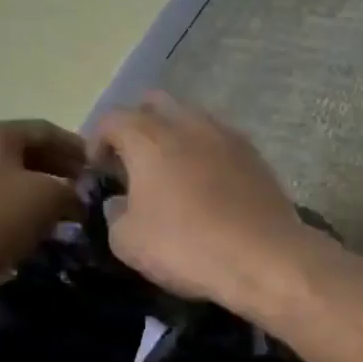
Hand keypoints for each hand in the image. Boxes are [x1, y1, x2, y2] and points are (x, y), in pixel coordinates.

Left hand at [0, 120, 85, 305]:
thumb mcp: (49, 197)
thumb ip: (72, 191)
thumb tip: (77, 199)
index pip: (48, 130)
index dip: (79, 149)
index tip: (103, 172)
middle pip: (27, 155)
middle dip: (60, 174)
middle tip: (86, 197)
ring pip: (11, 183)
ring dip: (40, 198)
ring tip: (66, 221)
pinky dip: (18, 217)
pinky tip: (34, 238)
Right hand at [90, 94, 312, 309]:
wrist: (265, 257)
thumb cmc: (187, 246)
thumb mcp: (128, 242)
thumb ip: (115, 214)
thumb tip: (120, 202)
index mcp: (150, 138)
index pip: (112, 118)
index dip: (97, 140)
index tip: (98, 169)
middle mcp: (189, 125)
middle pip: (156, 104)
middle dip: (138, 124)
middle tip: (133, 161)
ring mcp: (228, 137)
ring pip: (193, 118)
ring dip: (176, 136)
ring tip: (172, 172)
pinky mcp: (256, 156)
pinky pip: (221, 141)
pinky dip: (207, 153)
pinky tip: (208, 184)